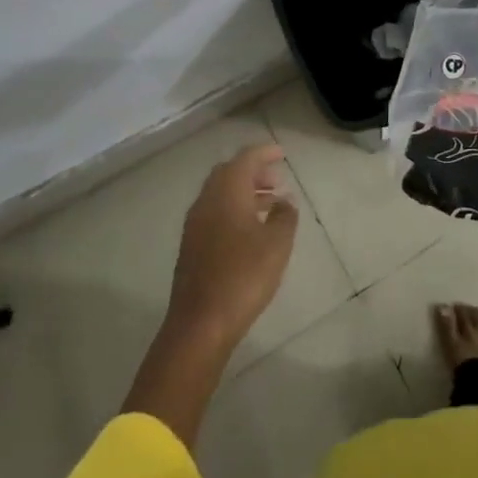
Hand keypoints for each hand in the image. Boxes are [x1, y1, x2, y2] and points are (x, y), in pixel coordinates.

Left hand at [166, 143, 298, 350]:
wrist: (200, 324)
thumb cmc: (244, 276)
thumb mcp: (277, 243)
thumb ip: (285, 216)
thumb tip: (284, 202)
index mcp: (226, 193)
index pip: (245, 159)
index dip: (264, 153)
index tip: (282, 153)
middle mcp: (206, 202)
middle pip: (228, 174)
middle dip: (253, 172)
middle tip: (277, 179)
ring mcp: (195, 226)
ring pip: (220, 195)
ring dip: (244, 192)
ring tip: (272, 204)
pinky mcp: (191, 247)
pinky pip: (215, 214)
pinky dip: (234, 210)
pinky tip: (252, 230)